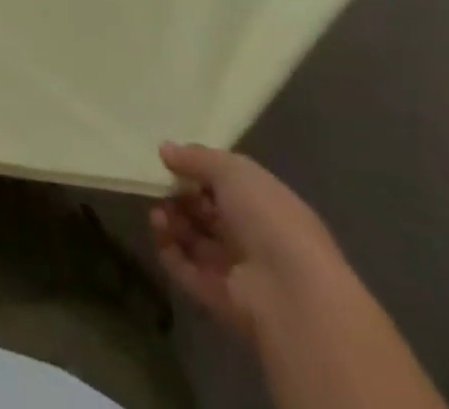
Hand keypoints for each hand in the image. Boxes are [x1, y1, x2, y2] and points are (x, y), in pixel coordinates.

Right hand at [150, 141, 344, 342]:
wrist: (291, 294)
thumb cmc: (268, 218)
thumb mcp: (233, 170)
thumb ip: (197, 157)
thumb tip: (164, 149)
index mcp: (265, 204)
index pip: (227, 185)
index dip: (199, 171)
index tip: (171, 160)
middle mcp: (253, 237)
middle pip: (208, 213)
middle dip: (181, 197)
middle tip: (160, 186)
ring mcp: (237, 270)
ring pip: (195, 241)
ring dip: (172, 222)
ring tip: (157, 211)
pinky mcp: (219, 299)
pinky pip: (187, 271)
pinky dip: (169, 251)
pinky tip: (158, 230)